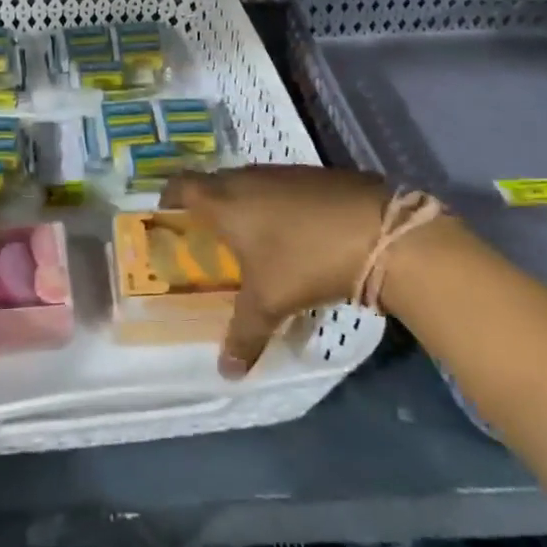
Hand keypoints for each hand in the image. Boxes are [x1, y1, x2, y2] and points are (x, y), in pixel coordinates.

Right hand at [162, 166, 418, 378]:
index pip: (181, 185)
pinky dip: (277, 205)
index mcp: (223, 201)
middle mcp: (247, 178)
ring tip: (250, 239)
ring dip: (244, 205)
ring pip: (250, 183)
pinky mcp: (315, 175)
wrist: (379, 233)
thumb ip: (243, 336)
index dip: (169, 197)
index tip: (167, 217)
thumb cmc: (304, 261)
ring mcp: (283, 173)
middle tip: (208, 238)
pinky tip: (293, 233)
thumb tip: (226, 373)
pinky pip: (281, 187)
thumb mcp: (269, 303)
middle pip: (214, 183)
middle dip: (207, 207)